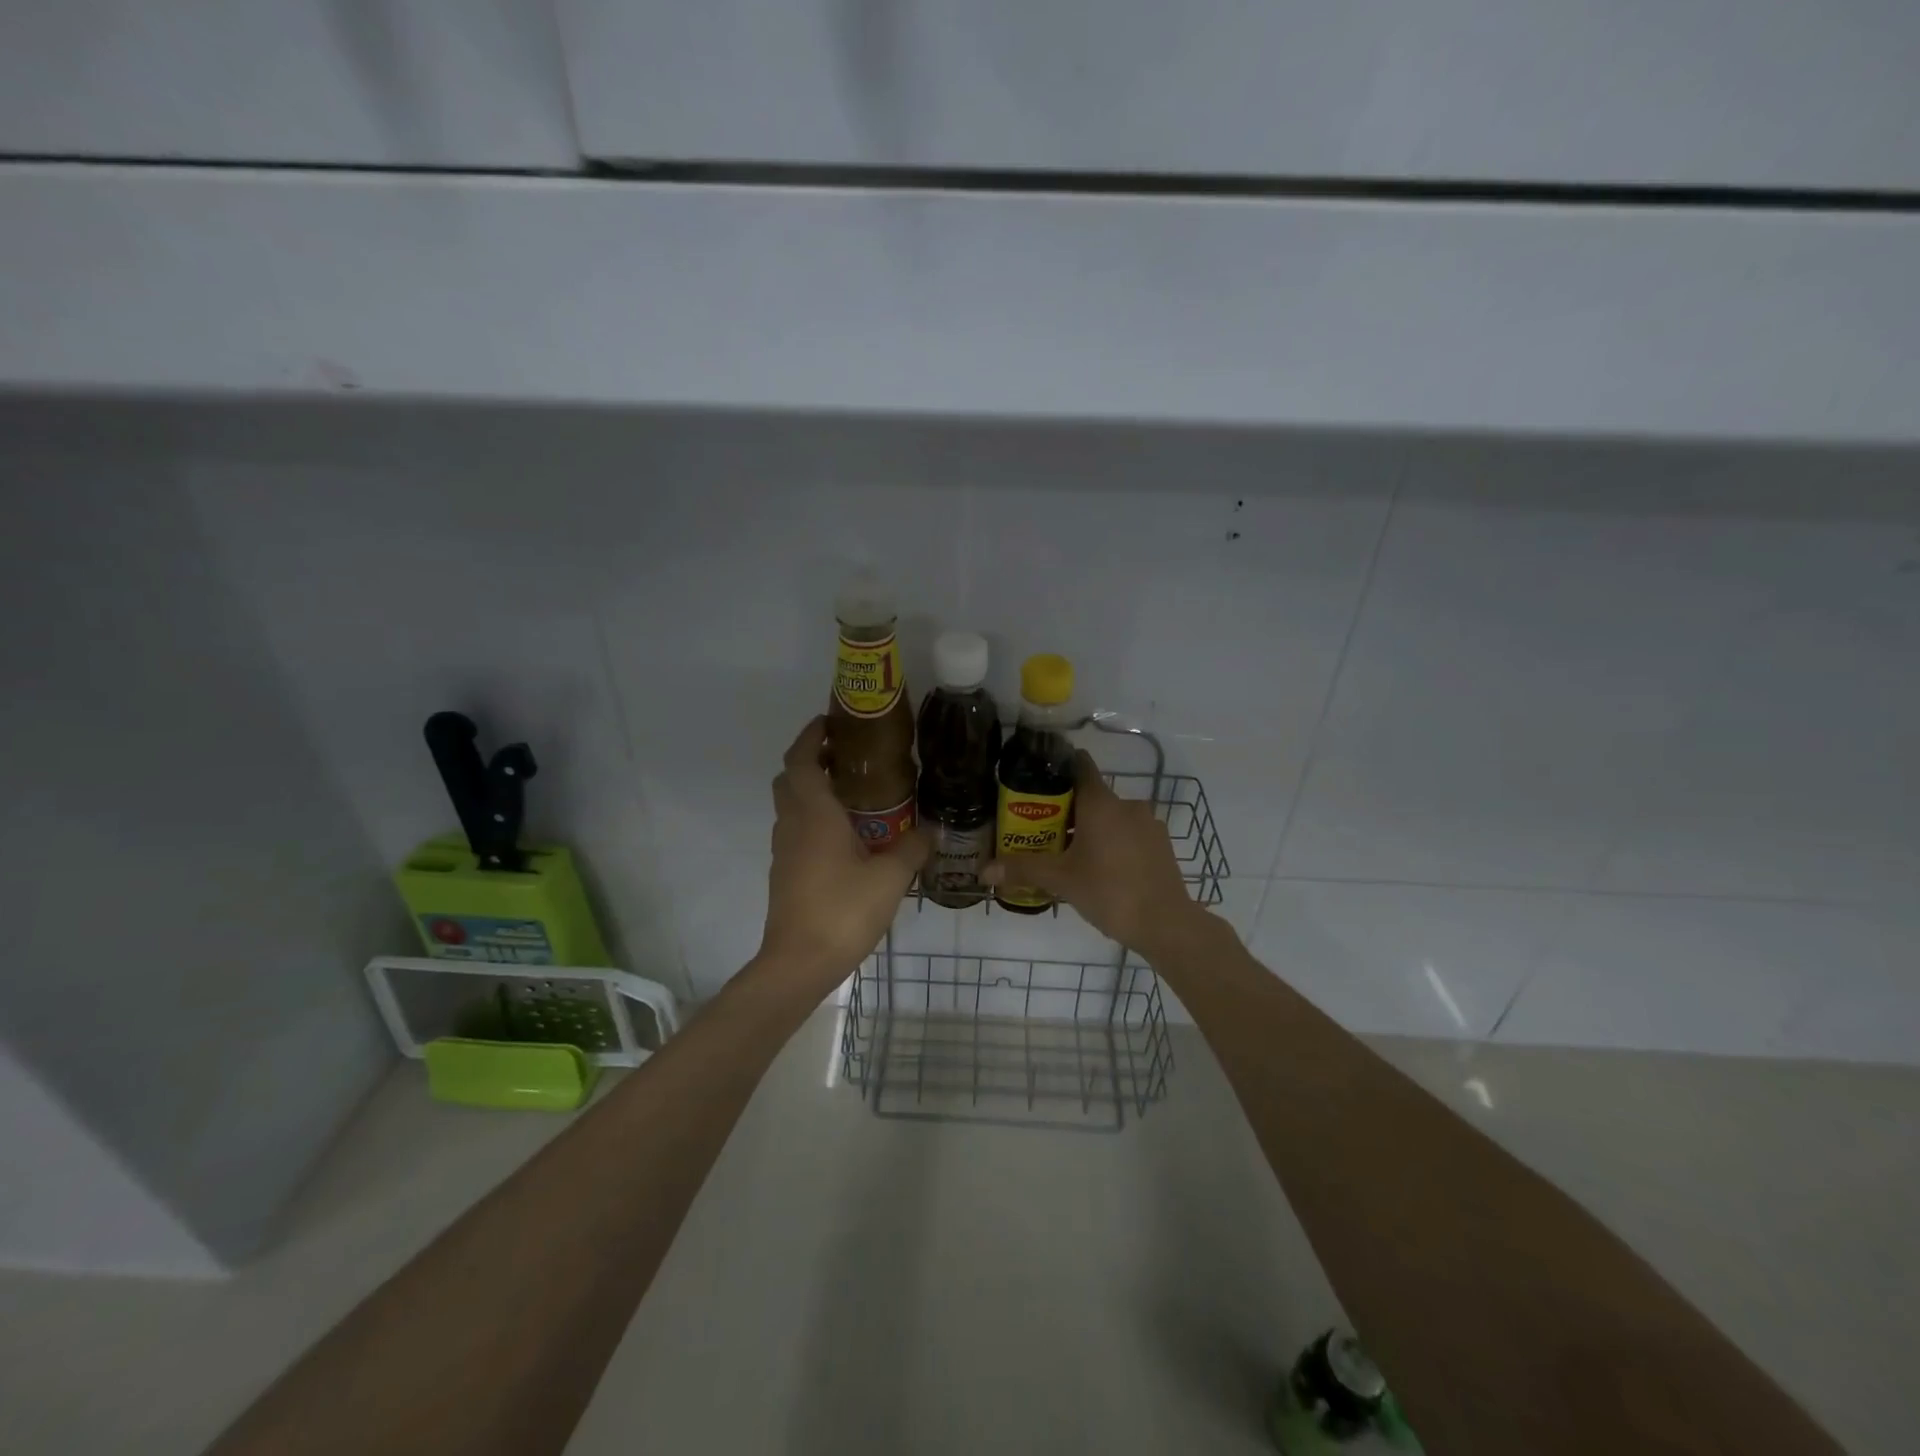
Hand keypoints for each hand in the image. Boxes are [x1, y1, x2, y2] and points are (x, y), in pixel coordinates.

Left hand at [757, 717, 930, 988]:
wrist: (798, 963)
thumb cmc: (843, 910)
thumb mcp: (890, 878)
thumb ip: (913, 848)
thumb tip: (934, 830)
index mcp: (814, 814)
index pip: (801, 760)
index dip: (811, 736)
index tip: (831, 722)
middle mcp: (793, 825)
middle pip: (791, 778)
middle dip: (813, 760)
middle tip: (847, 757)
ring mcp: (785, 850)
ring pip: (791, 806)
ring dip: (813, 790)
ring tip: (854, 794)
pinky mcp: (785, 873)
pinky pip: (796, 830)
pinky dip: (814, 819)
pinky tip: (846, 837)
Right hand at [979, 750, 1202, 956]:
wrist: (1166, 924)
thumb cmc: (1109, 891)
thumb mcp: (1061, 880)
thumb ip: (1023, 869)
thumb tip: (984, 871)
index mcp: (1101, 803)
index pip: (1079, 765)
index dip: (1059, 767)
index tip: (1039, 778)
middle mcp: (1126, 805)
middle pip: (1091, 796)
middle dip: (1068, 810)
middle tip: (1044, 831)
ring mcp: (1148, 824)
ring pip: (1112, 818)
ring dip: (1092, 830)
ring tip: (1071, 855)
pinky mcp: (1161, 845)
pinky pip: (1130, 835)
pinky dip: (1114, 844)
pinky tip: (1102, 870)